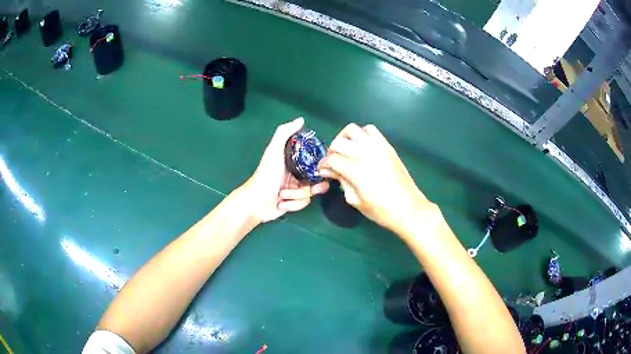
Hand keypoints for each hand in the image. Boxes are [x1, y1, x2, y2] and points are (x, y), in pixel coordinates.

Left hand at [242, 117, 329, 222]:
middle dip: (315, 187)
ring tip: (283, 195)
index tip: (323, 170)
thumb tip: (301, 119)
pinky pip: (303, 204)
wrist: (255, 202)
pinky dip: (292, 205)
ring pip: (310, 194)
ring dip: (297, 196)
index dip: (322, 167)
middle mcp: (297, 174)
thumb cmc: (265, 175)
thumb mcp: (274, 151)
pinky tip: (281, 203)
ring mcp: (295, 189)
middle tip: (312, 189)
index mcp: (294, 161)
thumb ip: (284, 133)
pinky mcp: (293, 203)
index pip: (316, 162)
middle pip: (317, 180)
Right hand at [318, 123, 430, 231]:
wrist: (408, 208)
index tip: (323, 171)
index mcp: (355, 170)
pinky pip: (371, 130)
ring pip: (352, 130)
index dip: (323, 165)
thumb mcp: (355, 200)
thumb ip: (341, 182)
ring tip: (345, 150)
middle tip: (333, 163)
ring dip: (344, 138)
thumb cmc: (381, 210)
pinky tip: (361, 147)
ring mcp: (377, 147)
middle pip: (338, 142)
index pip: (331, 159)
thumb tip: (329, 171)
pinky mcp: (387, 146)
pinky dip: (361, 134)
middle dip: (331, 152)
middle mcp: (365, 153)